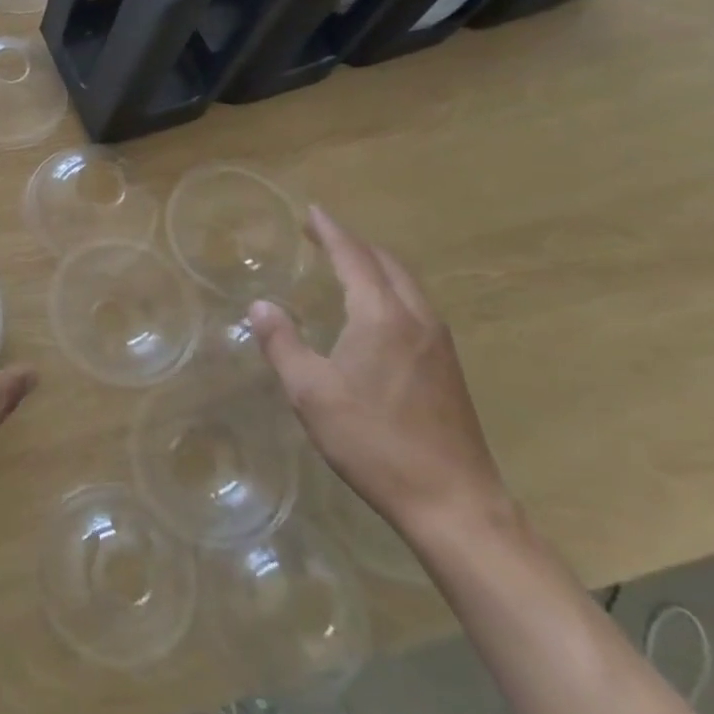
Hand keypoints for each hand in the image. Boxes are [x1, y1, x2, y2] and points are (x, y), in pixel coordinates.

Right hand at [250, 206, 509, 541]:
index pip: (354, 257)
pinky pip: (415, 305)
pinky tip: (373, 310)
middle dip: (353, 243)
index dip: (330, 231)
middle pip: (386, 263)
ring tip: (344, 263)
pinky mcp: (448, 367)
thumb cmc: (374, 442)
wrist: (454, 502)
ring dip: (373, 265)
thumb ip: (282, 344)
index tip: (311, 210)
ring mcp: (439, 344)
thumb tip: (260, 306)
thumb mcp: (311, 393)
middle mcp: (417, 319)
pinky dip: (388, 288)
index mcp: (382, 317)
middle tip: (320, 234)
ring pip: (405, 284)